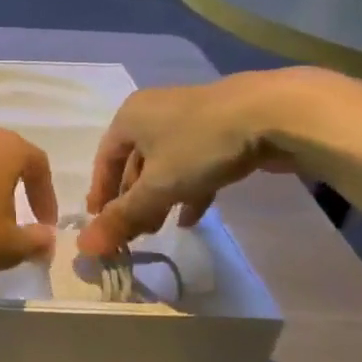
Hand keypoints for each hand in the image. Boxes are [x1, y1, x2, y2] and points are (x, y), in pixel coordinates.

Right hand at [78, 72, 315, 256]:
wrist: (275, 113)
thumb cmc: (200, 145)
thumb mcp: (158, 186)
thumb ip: (123, 217)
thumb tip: (85, 248)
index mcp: (129, 117)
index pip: (104, 160)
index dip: (101, 193)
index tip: (101, 224)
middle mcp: (154, 113)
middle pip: (135, 163)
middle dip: (133, 199)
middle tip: (134, 232)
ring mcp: (190, 119)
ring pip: (166, 165)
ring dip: (160, 198)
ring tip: (160, 228)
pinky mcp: (222, 129)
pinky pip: (195, 162)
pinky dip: (189, 189)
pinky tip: (193, 217)